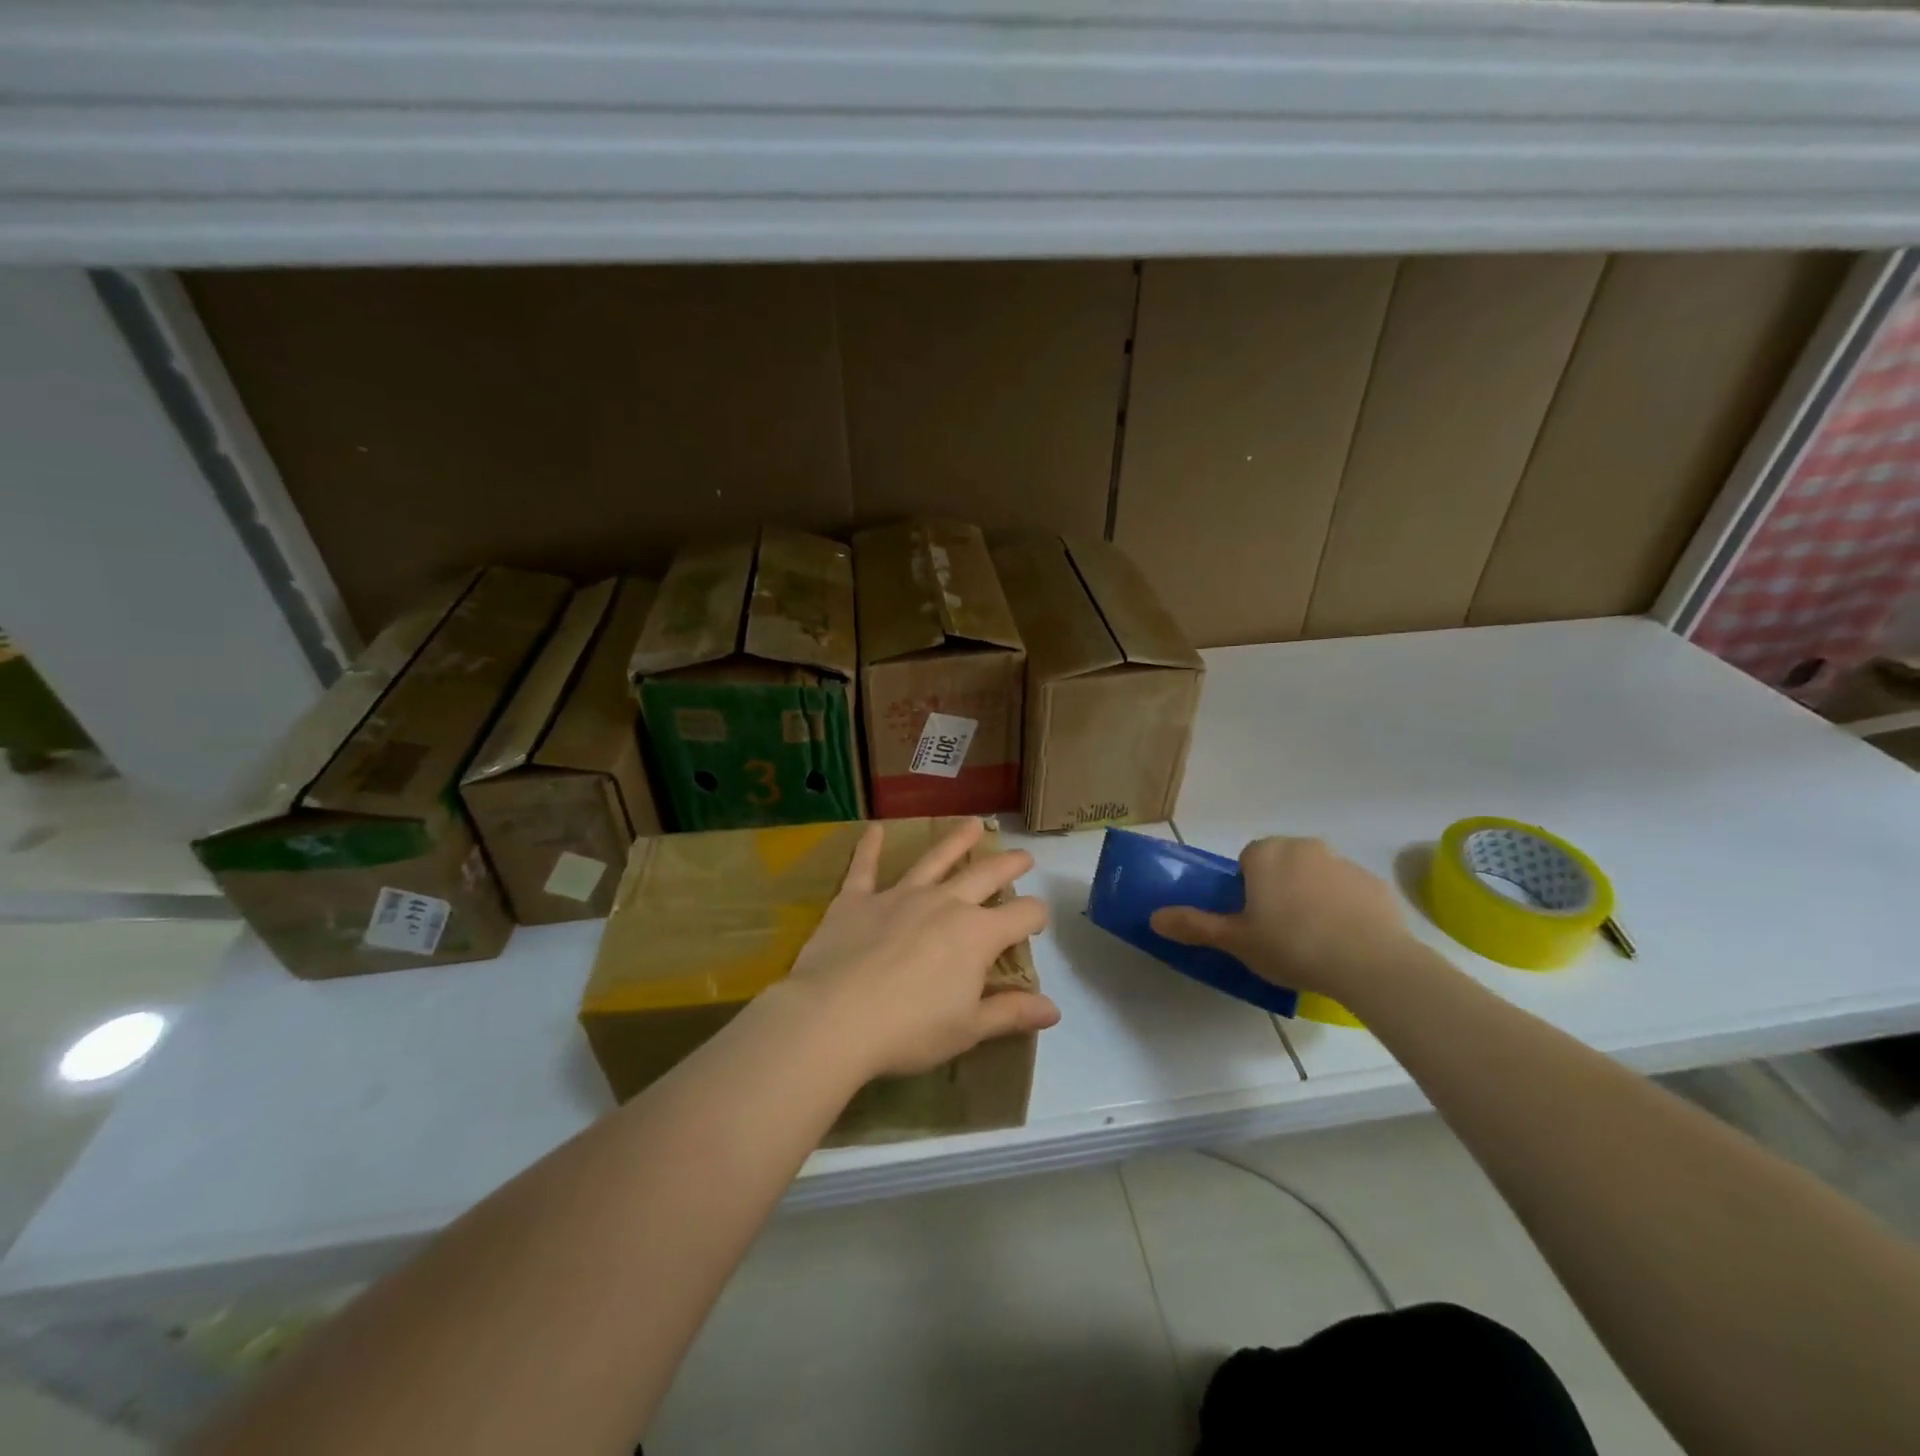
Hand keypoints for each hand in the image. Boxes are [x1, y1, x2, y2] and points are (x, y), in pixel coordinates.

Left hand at [780, 819, 1059, 1080]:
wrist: (834, 1018)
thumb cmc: (909, 1030)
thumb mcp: (968, 1029)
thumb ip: (1011, 1013)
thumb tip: (1054, 1010)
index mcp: (977, 935)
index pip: (1022, 916)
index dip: (1036, 916)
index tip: (1038, 920)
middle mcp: (944, 904)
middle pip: (985, 876)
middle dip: (1008, 865)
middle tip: (1023, 856)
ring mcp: (899, 896)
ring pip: (935, 859)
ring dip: (956, 840)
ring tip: (973, 823)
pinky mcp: (857, 899)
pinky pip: (864, 867)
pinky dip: (869, 846)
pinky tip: (874, 828)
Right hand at [1149, 836, 1418, 1001]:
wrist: (1369, 962)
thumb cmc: (1291, 944)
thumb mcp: (1236, 940)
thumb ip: (1194, 925)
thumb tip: (1154, 917)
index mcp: (1266, 853)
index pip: (1248, 860)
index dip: (1247, 889)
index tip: (1252, 920)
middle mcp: (1304, 847)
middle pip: (1282, 864)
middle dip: (1278, 889)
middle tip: (1277, 931)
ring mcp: (1344, 864)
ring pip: (1316, 877)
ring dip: (1311, 898)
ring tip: (1313, 942)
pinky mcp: (1375, 886)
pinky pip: (1349, 894)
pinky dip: (1345, 911)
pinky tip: (1345, 944)